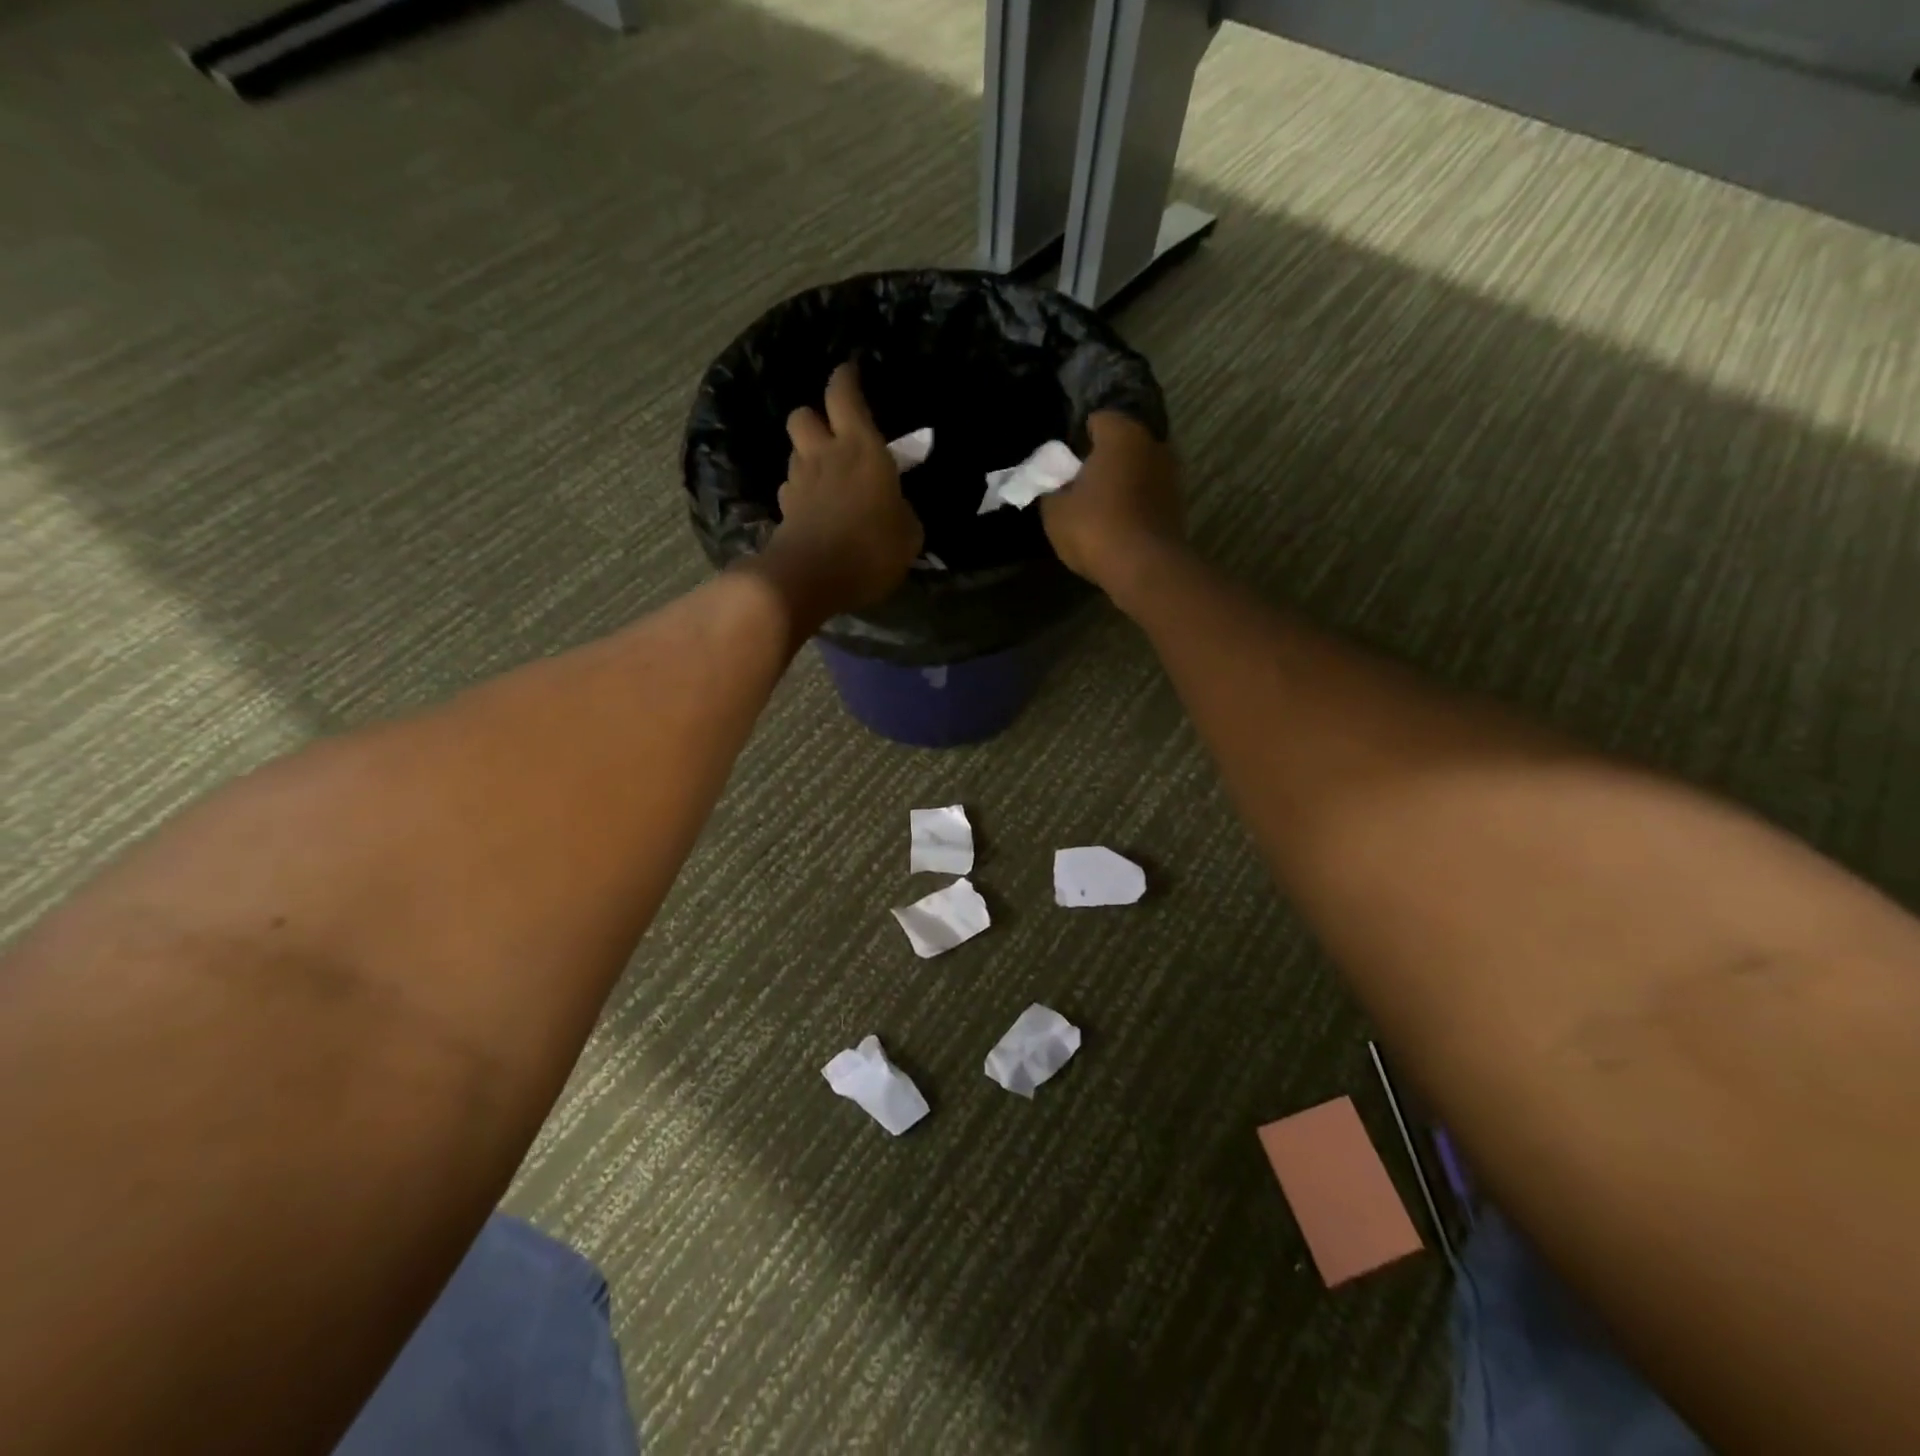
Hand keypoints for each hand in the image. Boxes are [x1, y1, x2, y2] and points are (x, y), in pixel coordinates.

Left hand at [758, 361, 924, 617]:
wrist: (811, 579)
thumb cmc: (871, 549)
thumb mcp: (908, 535)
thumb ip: (902, 513)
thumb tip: (896, 509)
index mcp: (861, 448)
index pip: (844, 394)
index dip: (845, 378)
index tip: (850, 371)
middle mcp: (824, 455)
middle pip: (804, 414)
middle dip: (815, 417)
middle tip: (832, 434)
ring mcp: (799, 483)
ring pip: (795, 452)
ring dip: (807, 456)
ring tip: (825, 475)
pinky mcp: (784, 511)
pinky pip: (790, 489)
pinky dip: (800, 493)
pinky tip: (813, 509)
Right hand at [1040, 412, 1183, 591]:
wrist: (1144, 568)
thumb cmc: (1095, 528)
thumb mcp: (1054, 510)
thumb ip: (1051, 489)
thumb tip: (1056, 485)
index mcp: (1122, 434)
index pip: (1097, 420)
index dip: (1078, 439)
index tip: (1065, 464)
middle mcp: (1153, 443)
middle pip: (1122, 444)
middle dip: (1103, 459)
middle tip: (1080, 485)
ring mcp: (1171, 474)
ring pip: (1138, 469)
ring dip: (1122, 482)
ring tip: (1100, 507)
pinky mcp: (1178, 504)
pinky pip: (1149, 494)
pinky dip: (1135, 503)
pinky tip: (1118, 524)